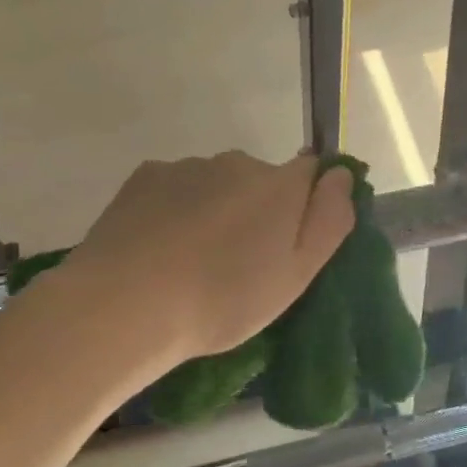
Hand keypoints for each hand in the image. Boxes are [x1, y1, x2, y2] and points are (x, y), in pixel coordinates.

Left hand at [54, 151, 355, 365]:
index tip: (288, 242)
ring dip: (215, 210)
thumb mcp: (297, 274)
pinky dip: (175, 209)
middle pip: (261, 180)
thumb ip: (329, 219)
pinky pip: (175, 188)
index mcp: (280, 184)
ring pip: (215, 184)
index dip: (307, 203)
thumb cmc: (225, 299)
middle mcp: (237, 162)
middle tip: (239, 265)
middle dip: (257, 210)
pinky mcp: (144, 177)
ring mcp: (186, 166)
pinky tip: (160, 247)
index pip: (311, 171)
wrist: (126, 305)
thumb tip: (340, 175)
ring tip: (193, 261)